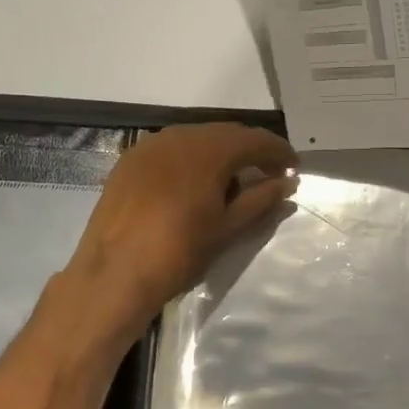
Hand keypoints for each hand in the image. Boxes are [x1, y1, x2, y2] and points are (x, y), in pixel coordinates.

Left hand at [65, 122, 297, 336]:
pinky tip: (195, 183)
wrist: (113, 274)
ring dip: (220, 154)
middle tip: (269, 174)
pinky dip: (191, 160)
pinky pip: (171, 150)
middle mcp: (180, 135)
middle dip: (251, 151)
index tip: (294, 168)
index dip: (279, 152)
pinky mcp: (129, 160)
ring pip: (197, 139)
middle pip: (226, 134)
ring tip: (233, 181)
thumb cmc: (179, 252)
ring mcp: (150, 145)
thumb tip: (288, 183)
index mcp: (209, 149)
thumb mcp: (228, 228)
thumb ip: (261, 199)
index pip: (255, 140)